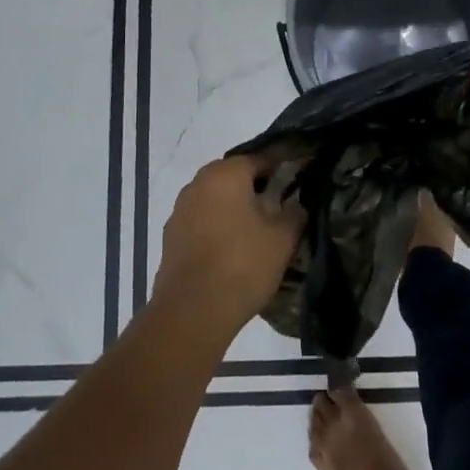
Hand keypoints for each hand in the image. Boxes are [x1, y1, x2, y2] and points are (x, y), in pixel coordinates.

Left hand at [153, 155, 302, 337]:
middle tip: (280, 205)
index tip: (298, 178)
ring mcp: (180, 210)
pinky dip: (217, 226)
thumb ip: (295, 212)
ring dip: (234, 207)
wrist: (192, 312)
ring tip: (258, 229)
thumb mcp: (282, 238)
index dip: (282, 167)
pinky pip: (201, 221)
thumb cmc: (243, 265)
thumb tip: (297, 202)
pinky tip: (233, 248)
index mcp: (225, 174)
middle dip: (256, 187)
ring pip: (215, 199)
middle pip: (234, 176)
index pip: (260, 158)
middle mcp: (198, 183)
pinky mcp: (171, 237)